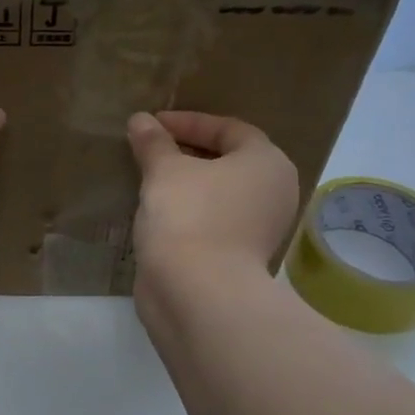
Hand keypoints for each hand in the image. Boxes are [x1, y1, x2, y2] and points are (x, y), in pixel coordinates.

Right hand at [126, 111, 299, 281]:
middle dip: (188, 153)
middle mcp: (273, 193)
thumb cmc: (189, 216)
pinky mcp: (239, 258)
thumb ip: (154, 143)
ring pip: (219, 194)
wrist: (198, 293)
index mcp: (268, 163)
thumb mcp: (164, 171)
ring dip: (187, 184)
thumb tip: (140, 120)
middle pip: (228, 161)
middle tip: (152, 149)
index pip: (229, 129)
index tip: (153, 125)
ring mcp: (259, 229)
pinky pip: (212, 221)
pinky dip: (188, 211)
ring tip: (150, 178)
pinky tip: (159, 212)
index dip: (189, 122)